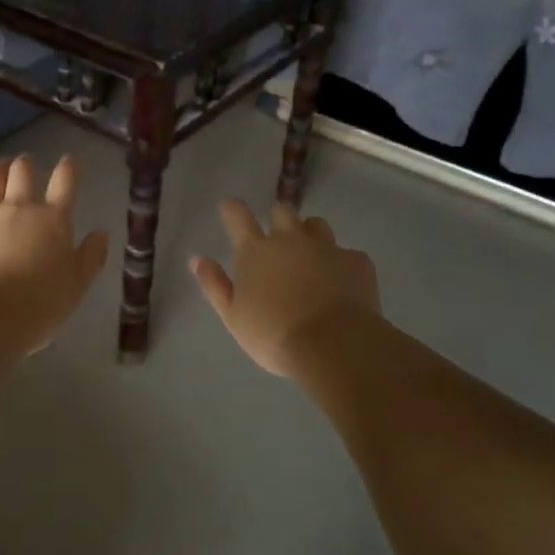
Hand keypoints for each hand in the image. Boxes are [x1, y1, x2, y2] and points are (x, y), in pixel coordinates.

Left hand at [0, 154, 109, 354]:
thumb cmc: (40, 305)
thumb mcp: (77, 285)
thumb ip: (91, 256)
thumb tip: (101, 232)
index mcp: (52, 220)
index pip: (65, 183)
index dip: (68, 167)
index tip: (70, 160)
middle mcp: (18, 209)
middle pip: (22, 173)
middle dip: (26, 164)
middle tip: (26, 163)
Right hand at [191, 200, 380, 379]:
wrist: (334, 346)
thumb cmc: (273, 334)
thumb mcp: (233, 316)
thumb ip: (214, 284)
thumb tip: (197, 258)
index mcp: (255, 251)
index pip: (238, 215)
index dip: (232, 209)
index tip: (230, 208)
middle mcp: (290, 239)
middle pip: (282, 211)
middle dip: (278, 220)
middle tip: (278, 242)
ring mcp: (326, 248)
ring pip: (317, 225)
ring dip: (310, 235)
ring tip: (312, 259)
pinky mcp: (357, 262)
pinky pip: (347, 254)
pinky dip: (341, 264)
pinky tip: (343, 285)